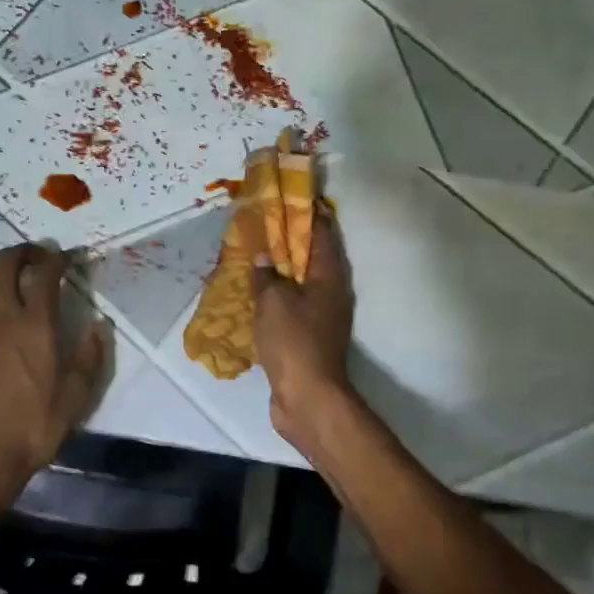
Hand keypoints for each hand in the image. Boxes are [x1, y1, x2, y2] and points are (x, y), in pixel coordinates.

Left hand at [0, 244, 108, 499]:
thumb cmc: (35, 426)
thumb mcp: (76, 396)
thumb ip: (89, 356)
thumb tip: (99, 326)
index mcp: (34, 326)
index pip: (44, 274)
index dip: (57, 258)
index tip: (69, 256)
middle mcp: (1, 317)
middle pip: (4, 263)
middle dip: (24, 252)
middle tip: (41, 257)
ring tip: (16, 273)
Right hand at [251, 213, 354, 447]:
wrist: (308, 397)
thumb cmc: (294, 341)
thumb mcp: (273, 301)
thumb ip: (266, 275)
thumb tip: (263, 256)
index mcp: (329, 277)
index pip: (322, 233)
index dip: (309, 212)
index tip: (293, 196)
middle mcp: (332, 293)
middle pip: (315, 257)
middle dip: (294, 240)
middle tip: (268, 223)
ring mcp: (324, 317)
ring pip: (304, 283)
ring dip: (286, 269)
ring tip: (260, 254)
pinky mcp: (311, 338)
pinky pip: (295, 306)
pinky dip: (280, 295)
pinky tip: (261, 294)